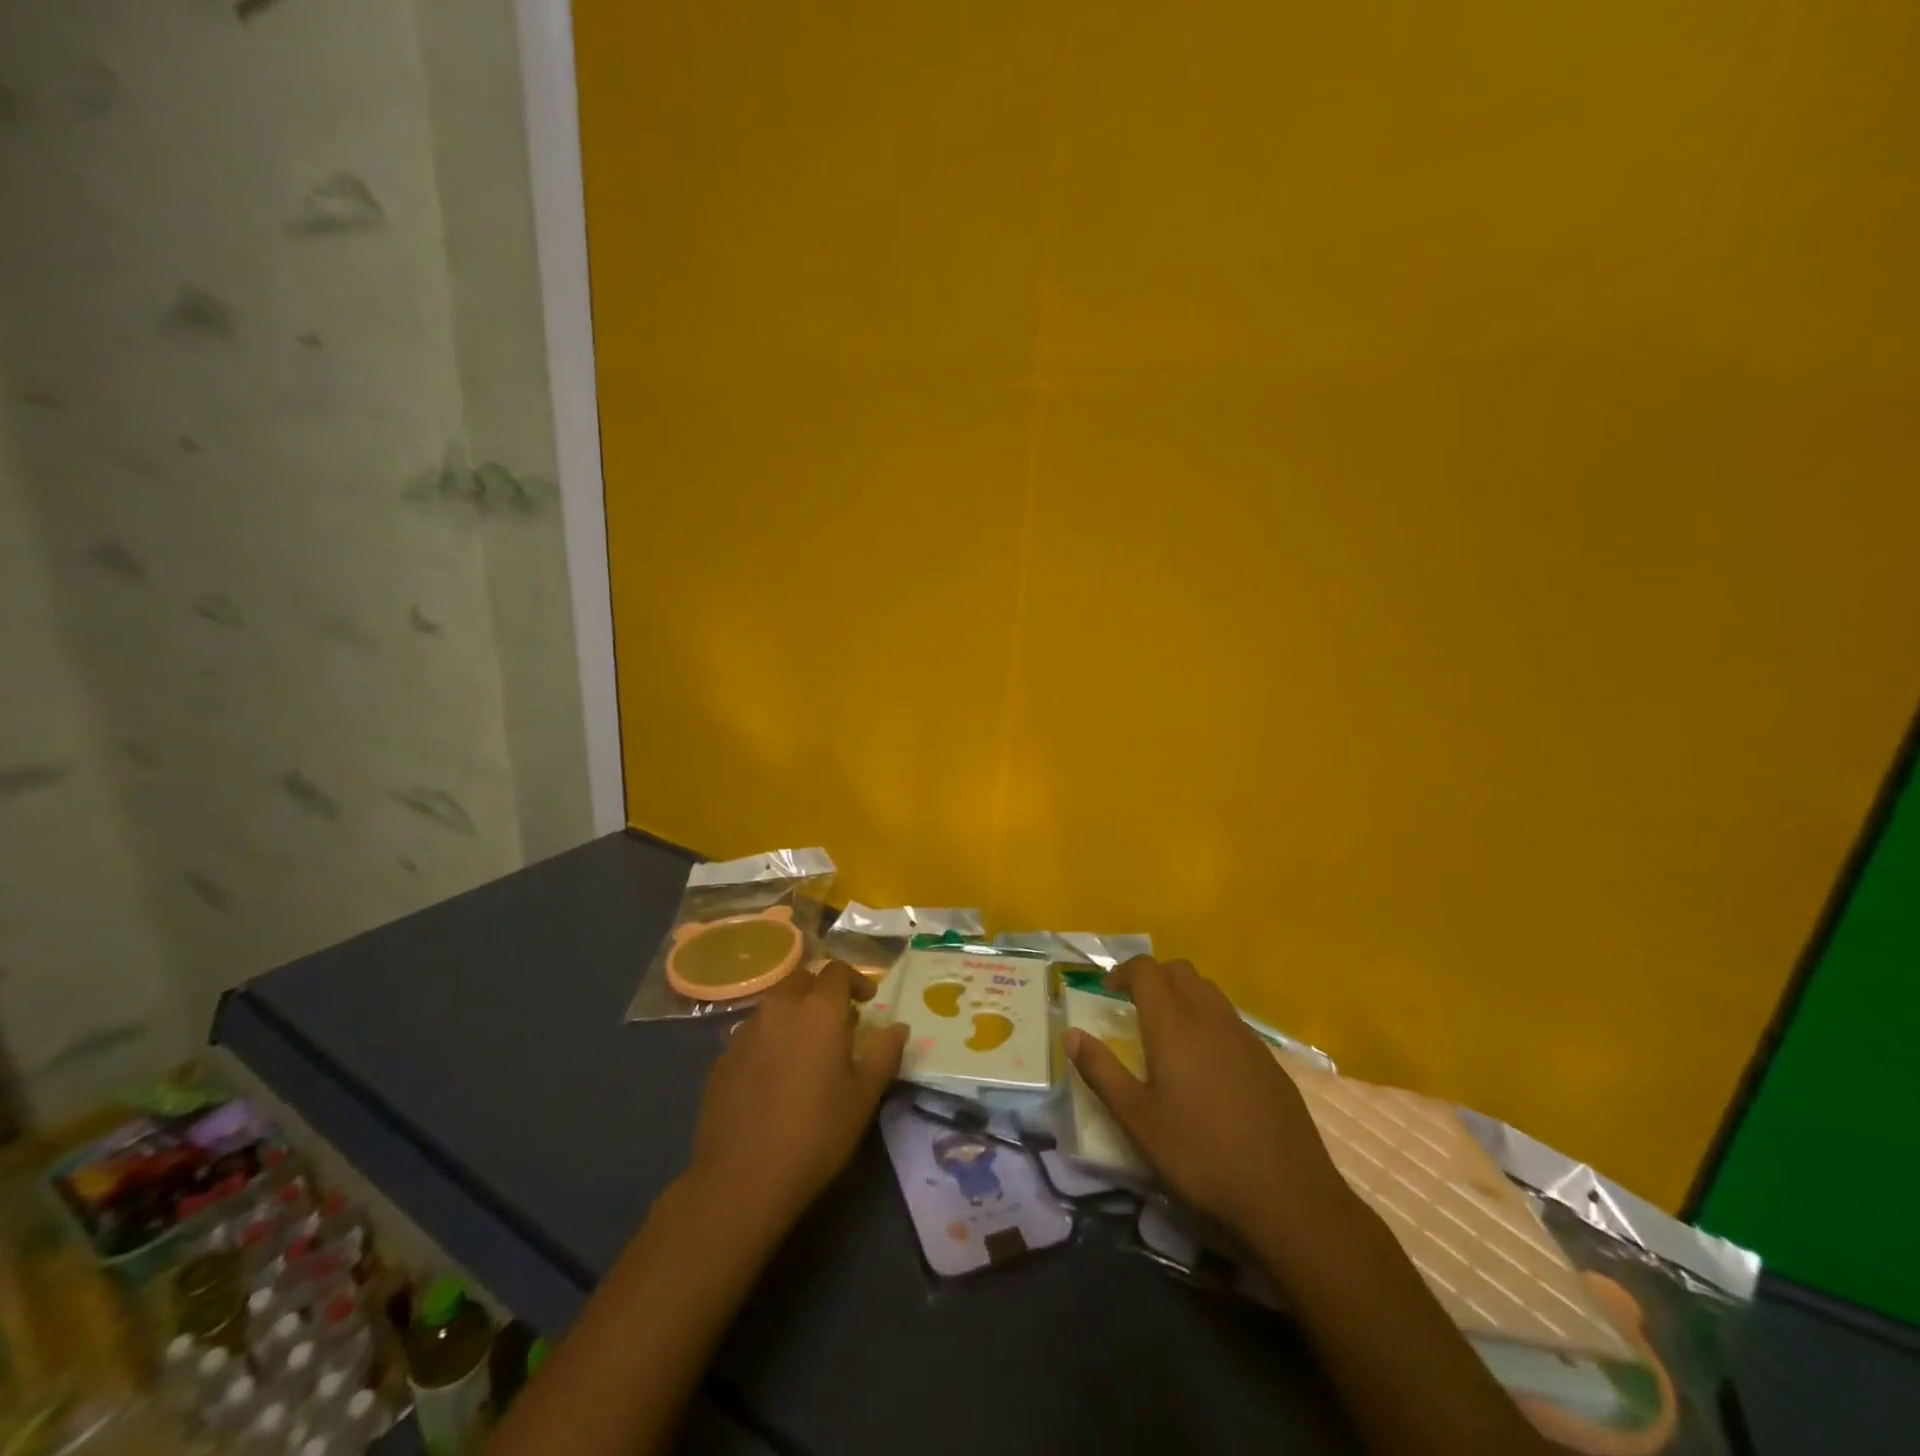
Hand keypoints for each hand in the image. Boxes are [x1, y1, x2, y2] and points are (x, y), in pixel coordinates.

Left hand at [685, 961, 908, 1229]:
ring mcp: (745, 1031)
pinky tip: (775, 1075)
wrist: (741, 1178)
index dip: (855, 980)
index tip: (867, 1002)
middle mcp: (779, 1007)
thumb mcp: (864, 1095)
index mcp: (818, 1009)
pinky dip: (770, 1039)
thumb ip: (885, 1053)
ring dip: (794, 1013)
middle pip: (802, 979)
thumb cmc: (816, 1132)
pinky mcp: (722, 1057)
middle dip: (822, 991)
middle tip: (837, 1021)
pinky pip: (753, 1033)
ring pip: (775, 1004)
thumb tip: (898, 1028)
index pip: (837, 971)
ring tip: (806, 1048)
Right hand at [1066, 956, 1348, 1242]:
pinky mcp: (1269, 1062)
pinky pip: (1232, 1021)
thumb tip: (1071, 1034)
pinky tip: (1207, 1066)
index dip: (1122, 972)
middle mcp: (1211, 1018)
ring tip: (1168, 1034)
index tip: (1106, 991)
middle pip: (1180, 972)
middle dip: (1153, 978)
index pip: (1146, 970)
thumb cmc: (1200, 1157)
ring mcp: (1246, 1038)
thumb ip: (1101, 1072)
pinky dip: (1210, 1022)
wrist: (1289, 1199)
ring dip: (1183, 996)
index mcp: (1174, 1025)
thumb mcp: (1137, 1120)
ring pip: (1209, 992)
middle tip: (1133, 1007)